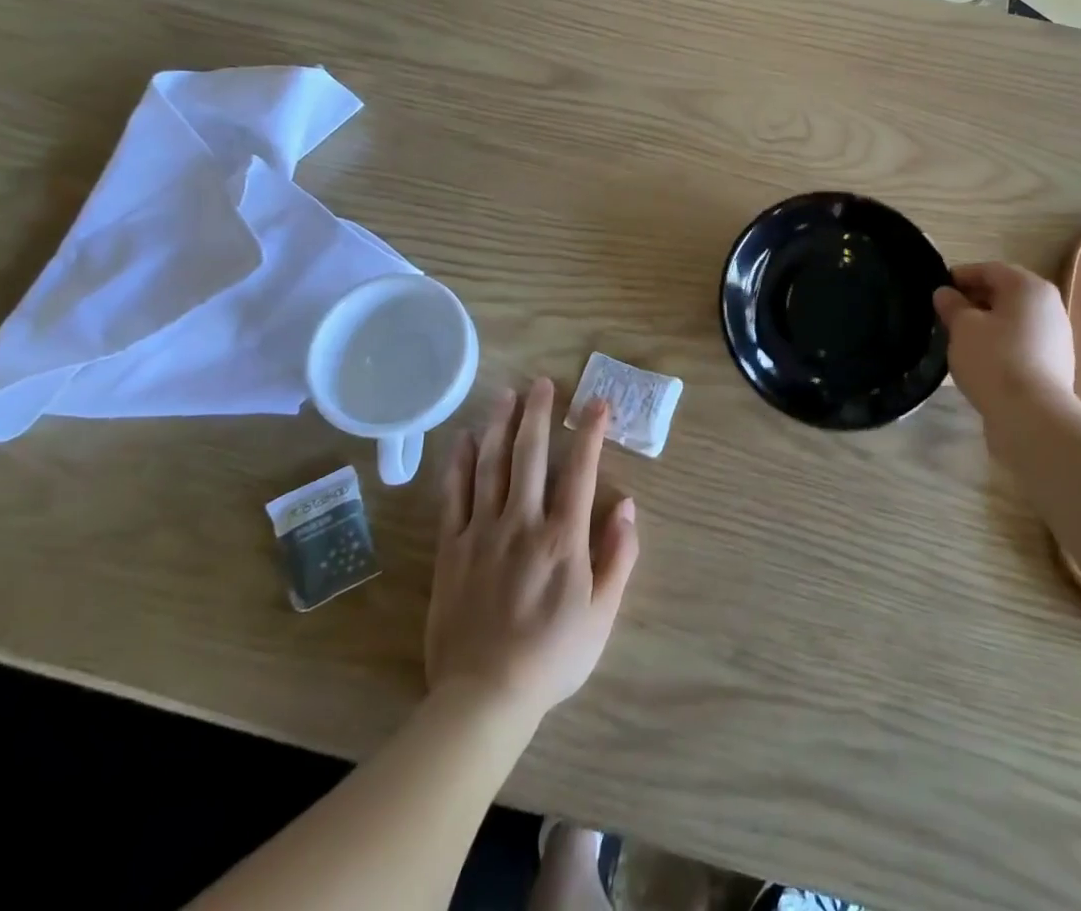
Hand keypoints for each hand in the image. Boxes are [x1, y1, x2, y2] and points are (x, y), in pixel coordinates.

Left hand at [425, 378, 638, 722]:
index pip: (580, 470)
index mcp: (563, 537)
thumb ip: (618, 557)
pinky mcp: (452, 548)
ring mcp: (482, 532)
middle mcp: (522, 522)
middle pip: (530, 455)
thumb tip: (628, 506)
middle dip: (538, 414)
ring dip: (501, 426)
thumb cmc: (552, 656)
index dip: (590, 432)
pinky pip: (454, 495)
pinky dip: (460, 463)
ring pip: (491, 466)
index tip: (597, 403)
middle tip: (542, 383)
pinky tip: (466, 439)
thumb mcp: (602, 614)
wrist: (483, 697)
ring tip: (507, 395)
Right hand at [934, 262, 1078, 452]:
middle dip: (974, 299)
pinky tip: (982, 359)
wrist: (1033, 416)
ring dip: (988, 322)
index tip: (938, 289)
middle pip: (1005, 292)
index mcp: (1028, 287)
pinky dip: (1001, 342)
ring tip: (960, 337)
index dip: (961, 276)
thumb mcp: (963, 328)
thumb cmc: (994, 359)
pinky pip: (1022, 342)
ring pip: (1014, 319)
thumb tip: (945, 293)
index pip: (990, 269)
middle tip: (946, 313)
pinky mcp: (1055, 363)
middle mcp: (1049, 305)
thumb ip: (952, 305)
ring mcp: (1056, 335)